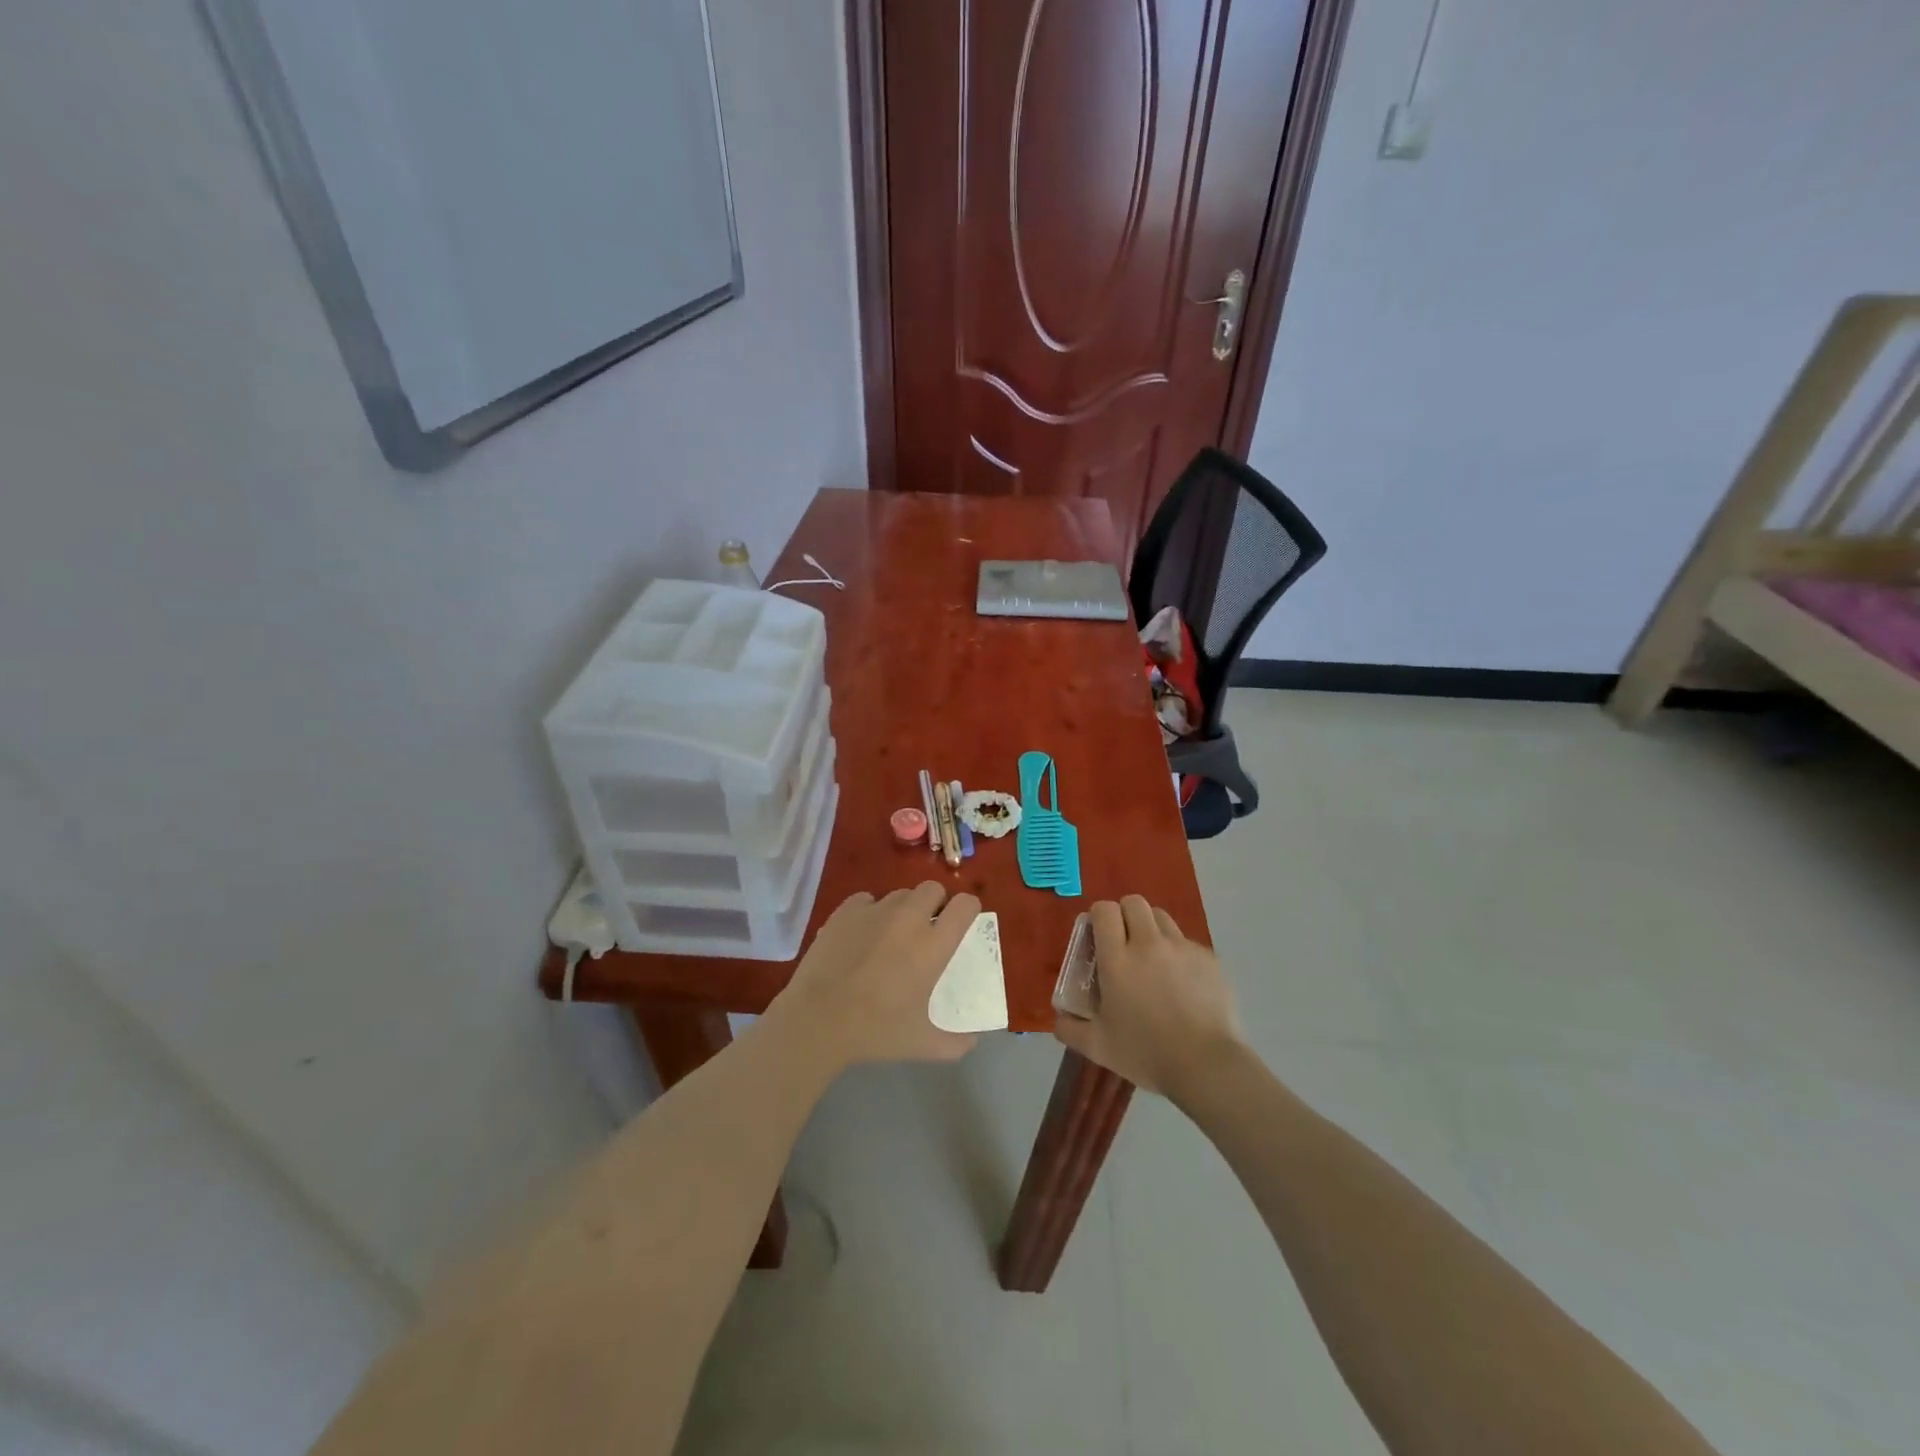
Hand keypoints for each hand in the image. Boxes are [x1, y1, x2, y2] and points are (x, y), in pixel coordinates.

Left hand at [773, 883, 980, 1068]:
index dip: (967, 909)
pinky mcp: (846, 911)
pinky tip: (861, 934)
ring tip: (891, 935)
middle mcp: (909, 918)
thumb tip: (973, 1042)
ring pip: (900, 894)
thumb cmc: (876, 1030)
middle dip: (935, 903)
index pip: (965, 905)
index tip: (961, 924)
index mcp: (934, 945)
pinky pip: (867, 899)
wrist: (818, 1019)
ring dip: (903, 908)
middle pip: (933, 888)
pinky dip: (870, 911)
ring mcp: (875, 910)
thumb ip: (955, 1044)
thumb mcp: (922, 1044)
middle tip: (926, 929)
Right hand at [1052, 896, 1242, 1099]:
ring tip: (1153, 959)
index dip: (1099, 917)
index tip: (1098, 936)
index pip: (1104, 910)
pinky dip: (1179, 954)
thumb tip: (1059, 1018)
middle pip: (1134, 902)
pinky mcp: (1208, 958)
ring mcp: (1182, 948)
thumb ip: (1070, 1028)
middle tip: (1124, 943)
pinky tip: (1182, 983)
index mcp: (1118, 959)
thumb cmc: (1146, 1054)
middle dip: (1125, 915)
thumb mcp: (1098, 1047)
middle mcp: (1148, 944)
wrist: (1207, 1066)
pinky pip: (1187, 943)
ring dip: (1151, 929)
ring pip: (1162, 917)